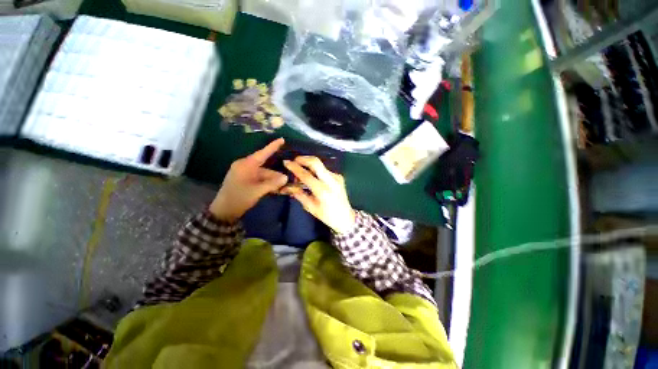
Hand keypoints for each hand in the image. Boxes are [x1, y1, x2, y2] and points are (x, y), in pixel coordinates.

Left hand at [210, 138, 287, 220]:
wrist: (224, 211)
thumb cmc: (240, 198)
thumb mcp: (258, 191)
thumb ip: (273, 183)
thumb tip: (286, 177)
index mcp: (246, 165)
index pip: (262, 153)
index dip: (273, 146)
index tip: (282, 139)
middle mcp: (245, 166)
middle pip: (265, 167)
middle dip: (275, 174)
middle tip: (287, 180)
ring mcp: (244, 173)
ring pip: (263, 174)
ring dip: (272, 180)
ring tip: (281, 187)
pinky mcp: (244, 179)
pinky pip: (258, 178)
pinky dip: (266, 183)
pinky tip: (274, 188)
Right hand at [282, 156, 355, 233]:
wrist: (346, 217)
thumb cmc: (327, 216)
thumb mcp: (311, 207)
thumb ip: (299, 194)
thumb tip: (286, 186)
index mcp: (322, 190)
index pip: (306, 175)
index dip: (295, 167)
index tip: (286, 162)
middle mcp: (331, 180)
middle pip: (315, 162)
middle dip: (303, 159)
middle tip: (294, 161)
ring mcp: (336, 177)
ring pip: (320, 165)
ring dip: (308, 164)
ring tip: (301, 171)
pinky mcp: (339, 176)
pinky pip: (324, 169)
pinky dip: (315, 170)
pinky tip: (312, 176)